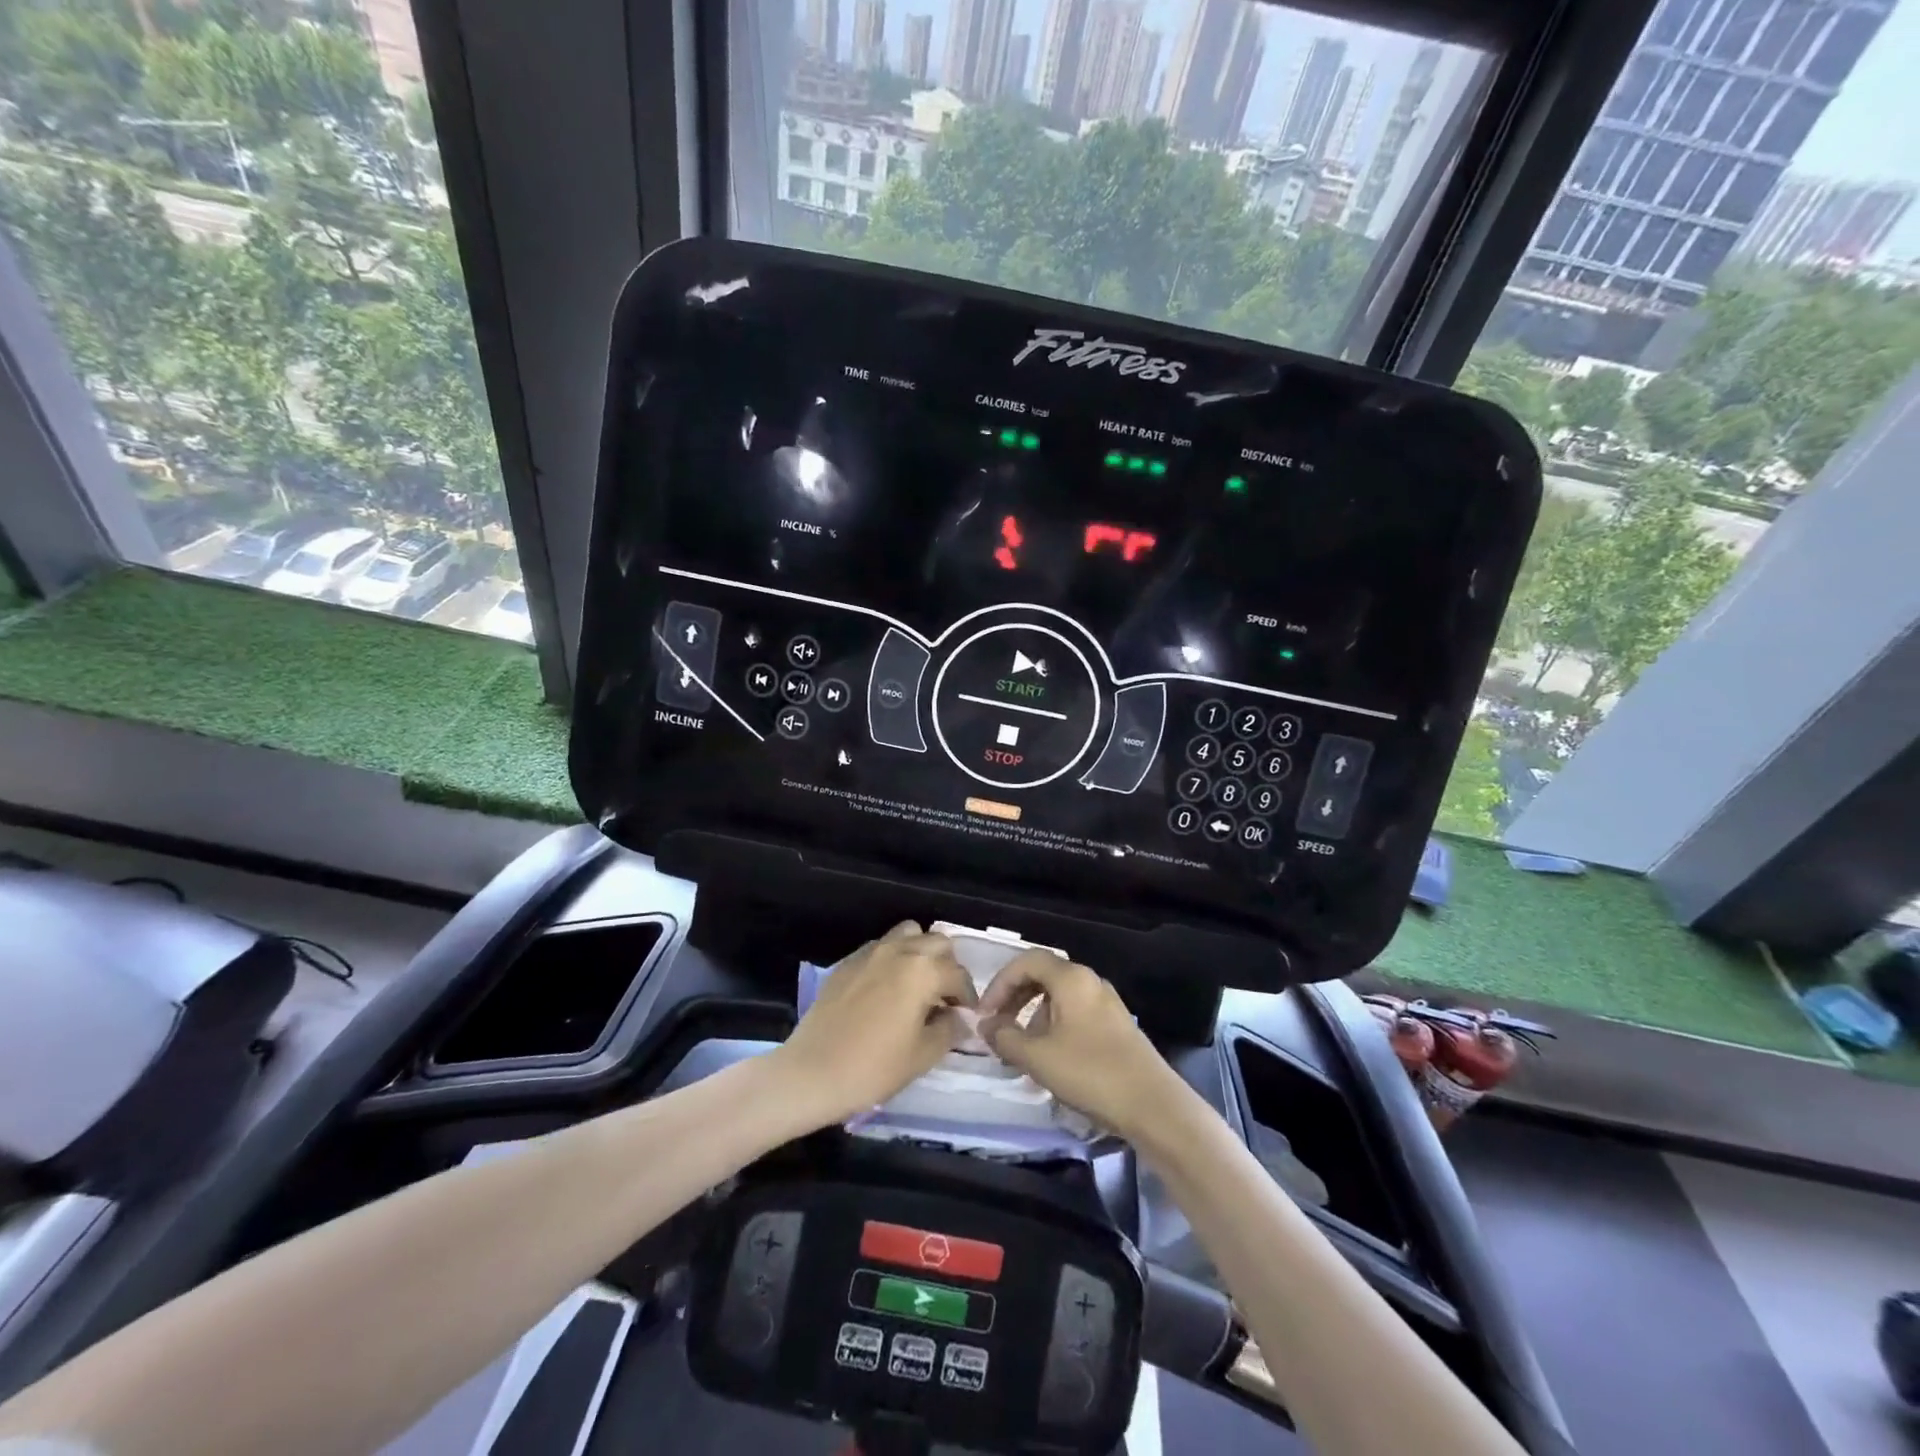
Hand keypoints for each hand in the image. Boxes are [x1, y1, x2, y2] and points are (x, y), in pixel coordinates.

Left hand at [771, 922, 975, 1129]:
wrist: (812, 1073)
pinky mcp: (847, 962)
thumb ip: (950, 1029)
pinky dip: (893, 958)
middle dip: (947, 966)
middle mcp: (899, 950)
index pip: (958, 974)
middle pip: (937, 942)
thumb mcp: (923, 1055)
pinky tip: (887, 989)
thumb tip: (960, 1018)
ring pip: (908, 934)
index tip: (966, 1017)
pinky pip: (880, 947)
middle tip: (944, 998)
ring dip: (920, 953)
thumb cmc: (874, 1068)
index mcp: (923, 971)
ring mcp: (870, 952)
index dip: (968, 997)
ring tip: (918, 984)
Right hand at [977, 952, 1184, 1140]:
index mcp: (1071, 979)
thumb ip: (1005, 1037)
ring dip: (1034, 1017)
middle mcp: (1090, 981)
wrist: (1153, 1105)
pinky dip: (1055, 1029)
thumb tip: (986, 1026)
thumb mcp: (1037, 1057)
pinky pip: (1076, 1015)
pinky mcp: (1117, 1026)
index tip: (985, 1013)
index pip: (1027, 961)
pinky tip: (1051, 1062)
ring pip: (1060, 998)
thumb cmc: (1090, 1072)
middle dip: (1016, 999)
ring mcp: (1107, 1003)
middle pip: (1044, 976)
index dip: (1000, 983)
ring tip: (1023, 1052)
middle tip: (998, 1028)